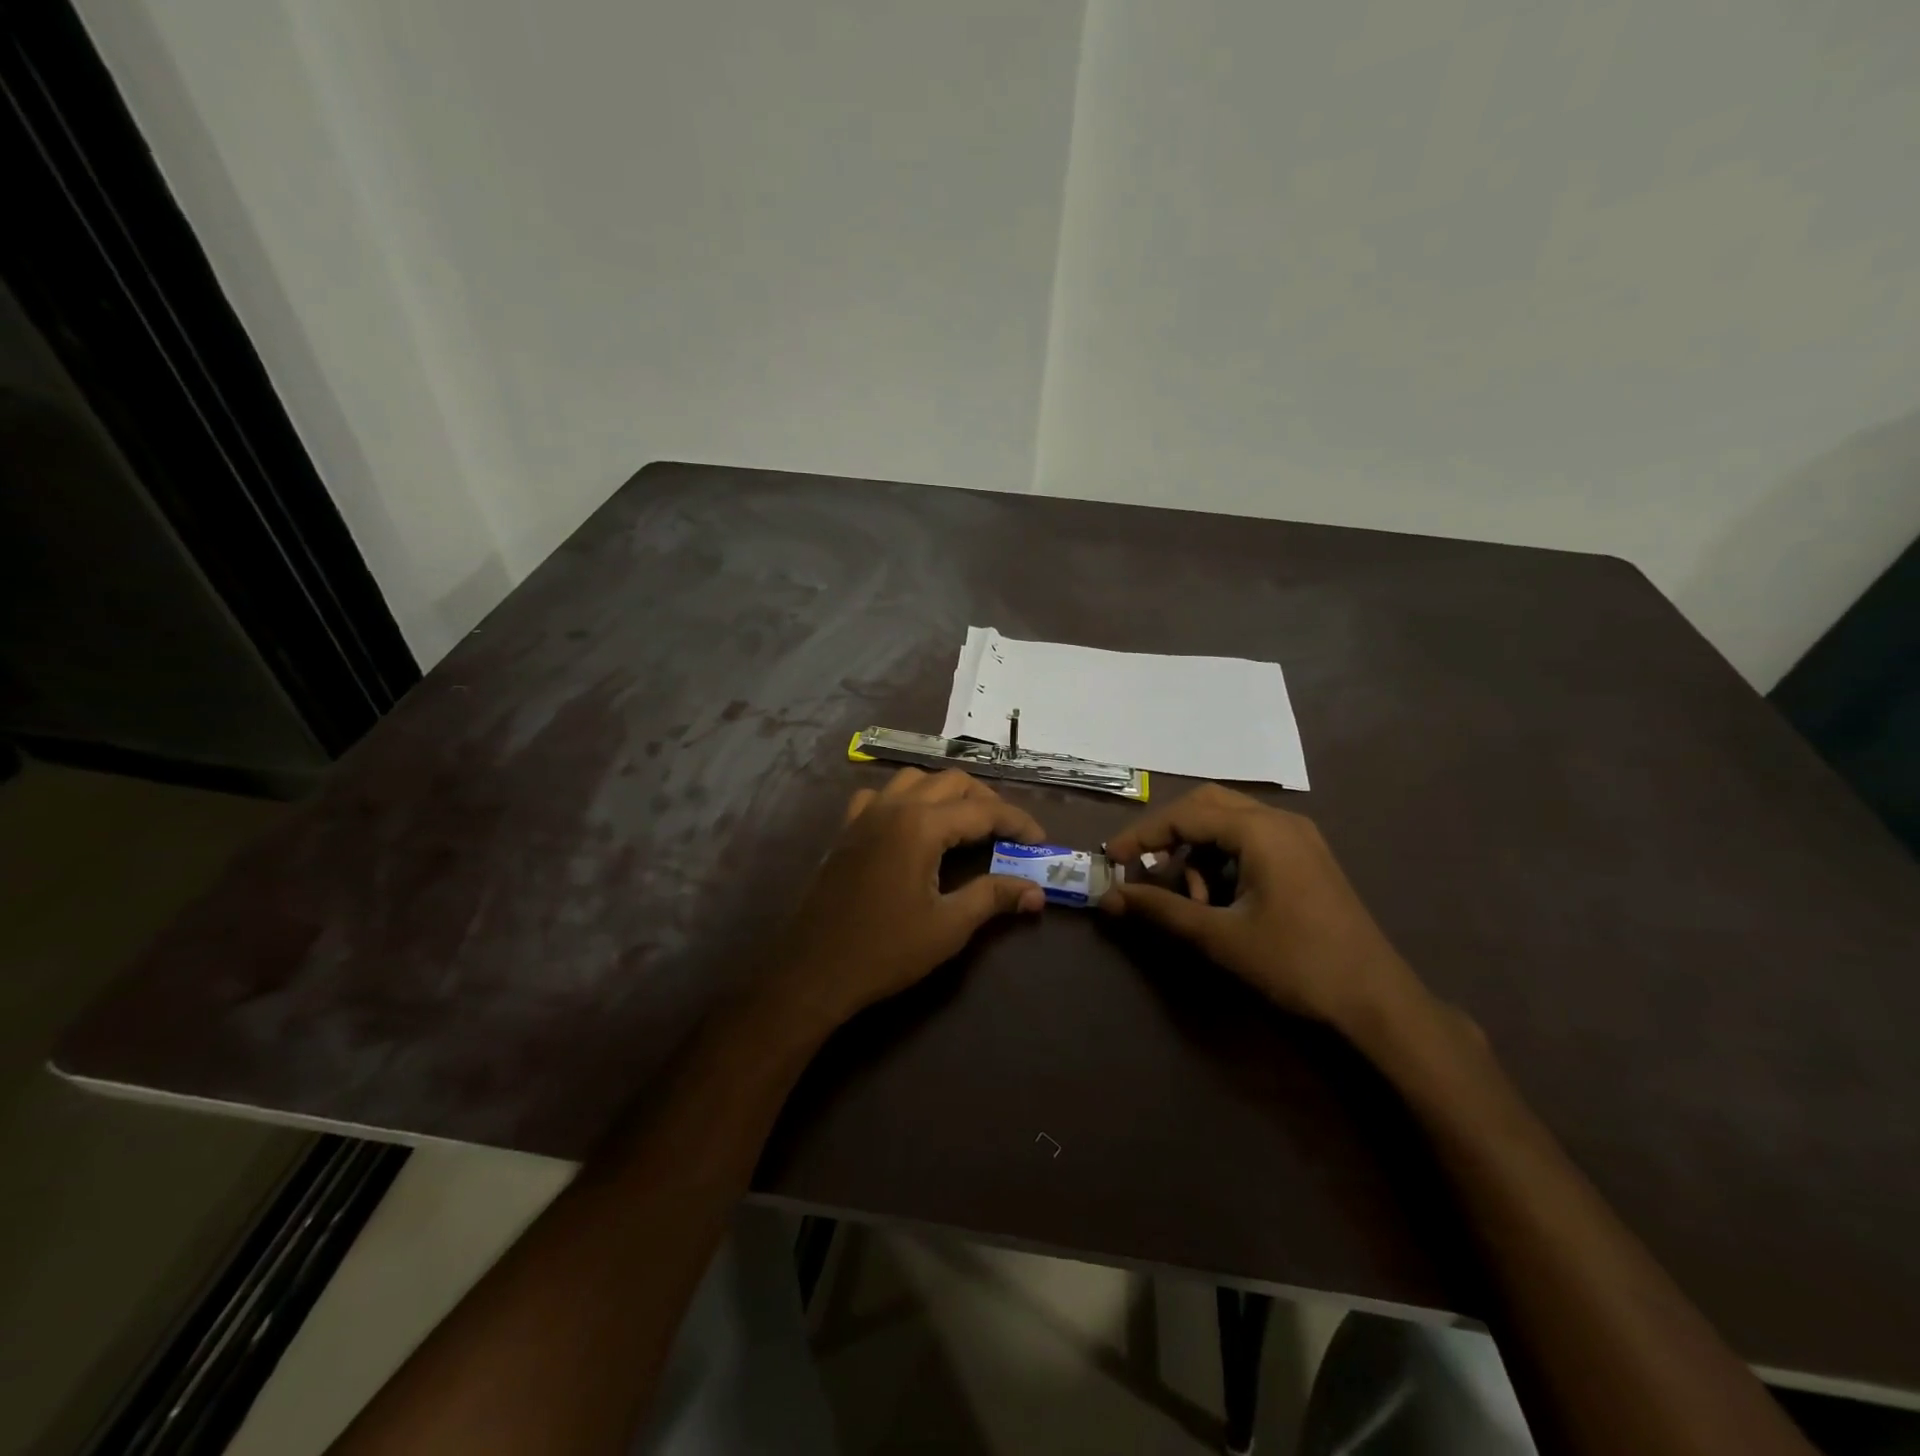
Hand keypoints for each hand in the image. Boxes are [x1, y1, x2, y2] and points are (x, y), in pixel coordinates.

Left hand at [769, 768, 1046, 1033]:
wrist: (814, 970)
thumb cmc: (886, 950)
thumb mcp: (948, 927)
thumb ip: (993, 897)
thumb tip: (1037, 891)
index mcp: (921, 825)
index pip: (983, 810)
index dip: (1017, 822)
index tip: (1039, 840)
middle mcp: (894, 806)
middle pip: (952, 782)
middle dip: (986, 801)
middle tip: (1008, 832)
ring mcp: (866, 814)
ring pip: (916, 780)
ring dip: (947, 792)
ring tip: (967, 822)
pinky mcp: (847, 829)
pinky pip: (881, 795)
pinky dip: (906, 799)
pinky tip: (912, 824)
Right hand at [1101, 785, 1425, 1035]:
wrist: (1377, 1003)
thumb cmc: (1296, 964)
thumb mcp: (1220, 937)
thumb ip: (1161, 910)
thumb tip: (1109, 897)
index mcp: (1261, 831)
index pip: (1185, 814)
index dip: (1142, 835)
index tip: (1111, 860)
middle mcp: (1280, 821)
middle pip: (1207, 805)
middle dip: (1169, 833)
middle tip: (1143, 866)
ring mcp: (1298, 838)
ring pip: (1229, 822)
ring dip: (1198, 851)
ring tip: (1193, 900)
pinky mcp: (1306, 858)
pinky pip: (1250, 840)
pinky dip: (1223, 860)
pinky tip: (1222, 900)